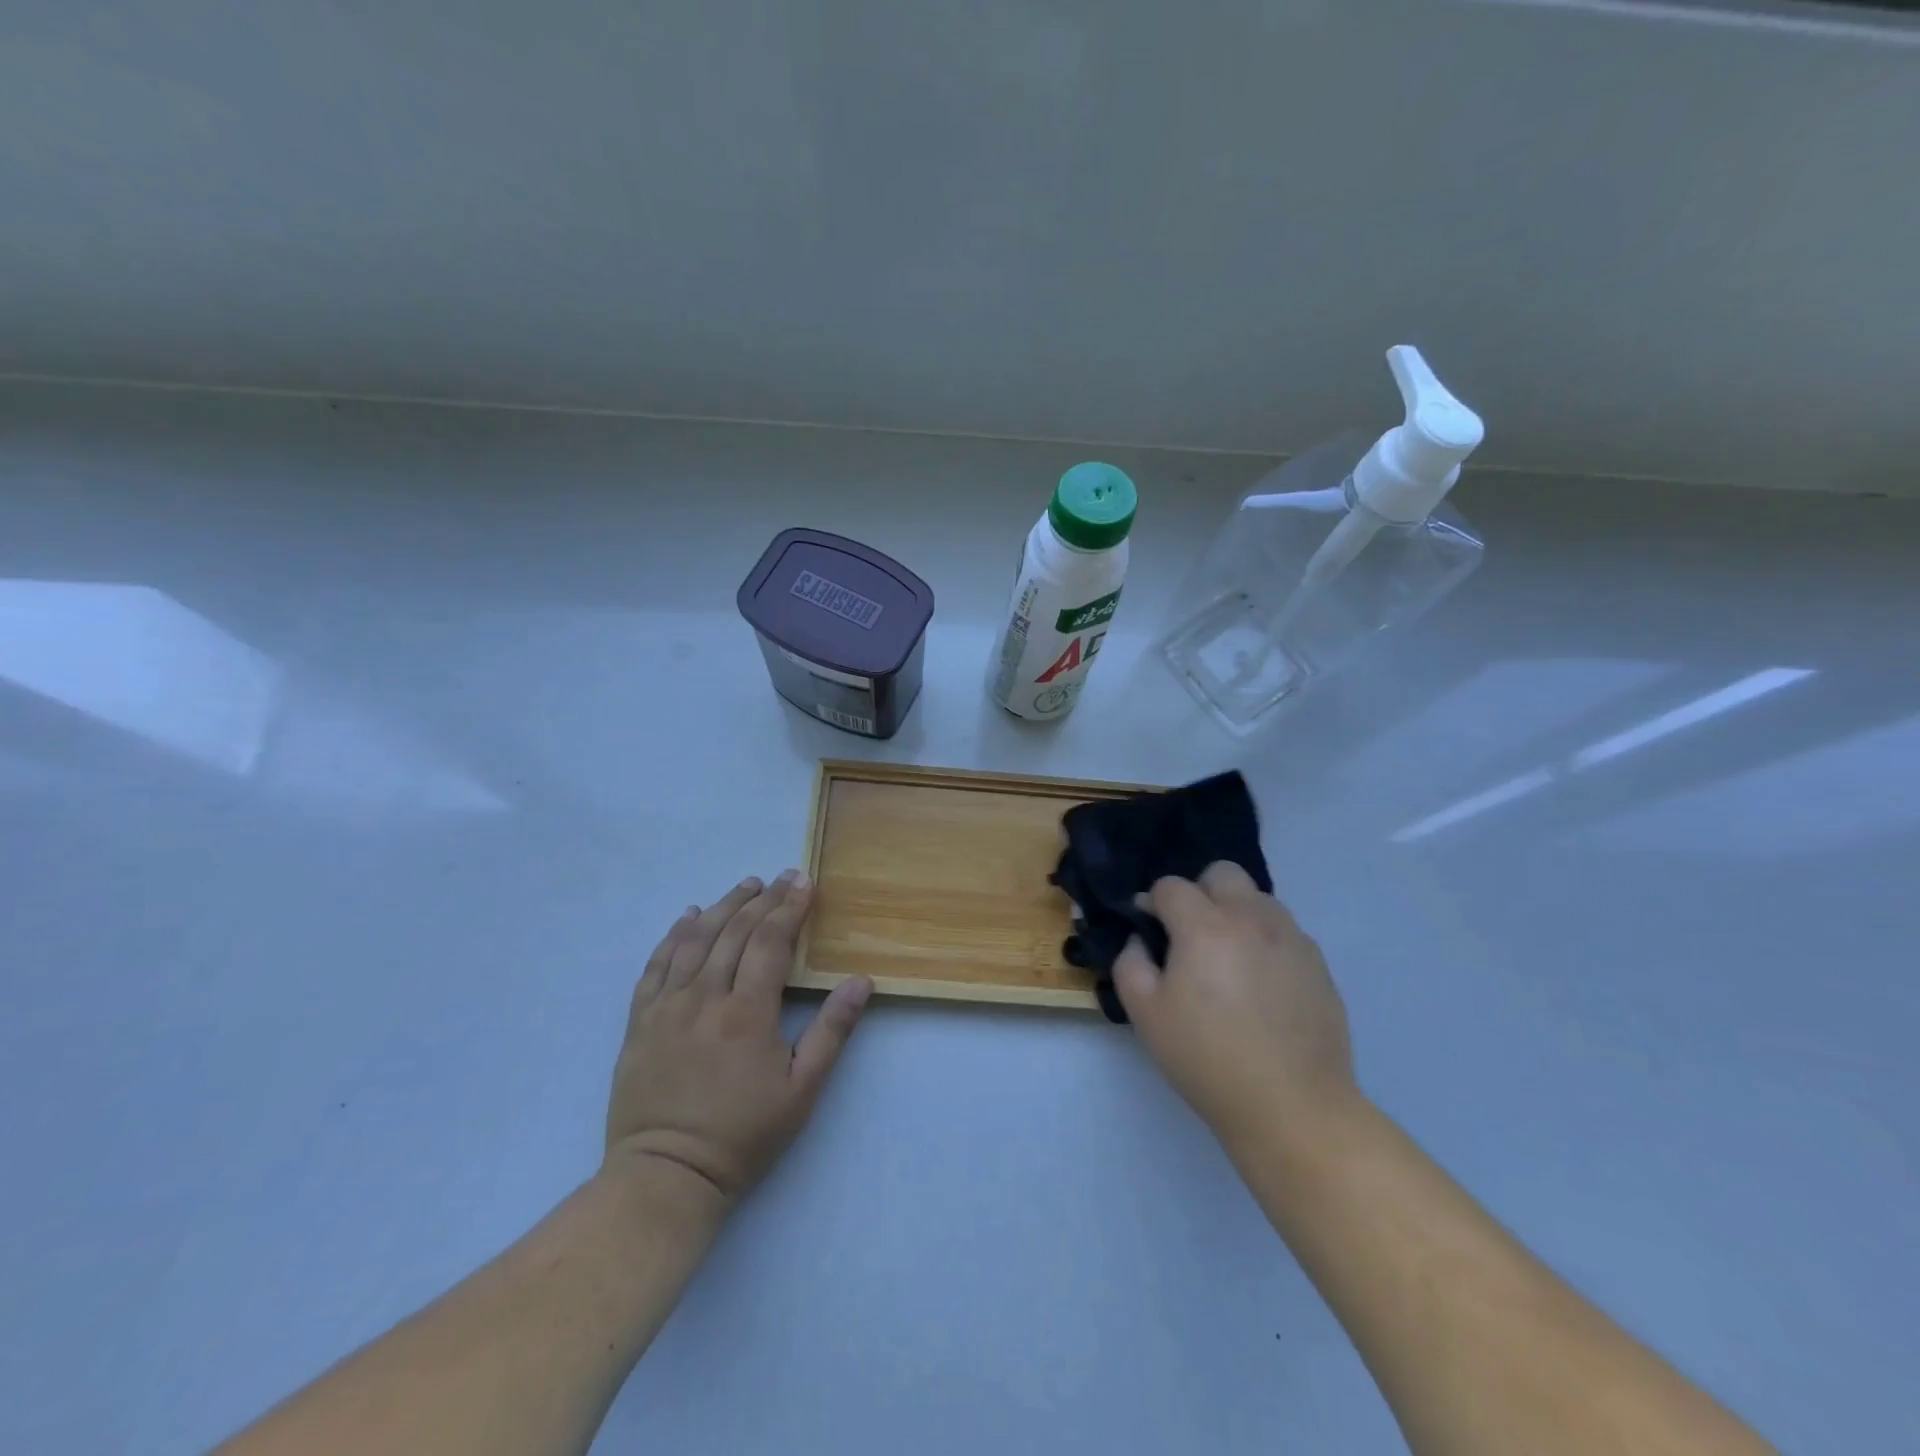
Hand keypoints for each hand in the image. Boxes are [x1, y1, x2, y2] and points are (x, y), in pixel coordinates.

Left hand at [604, 871, 871, 1211]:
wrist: (666, 1176)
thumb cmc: (743, 1135)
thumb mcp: (802, 1090)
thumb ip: (831, 1031)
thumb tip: (860, 981)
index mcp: (747, 1012)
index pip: (770, 942)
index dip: (789, 908)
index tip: (804, 882)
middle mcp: (705, 998)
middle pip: (735, 932)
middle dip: (762, 899)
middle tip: (781, 878)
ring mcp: (667, 1007)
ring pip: (695, 940)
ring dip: (723, 907)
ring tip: (744, 886)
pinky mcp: (640, 1021)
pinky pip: (655, 965)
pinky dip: (673, 935)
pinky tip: (688, 917)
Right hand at [1114, 862, 1355, 1151]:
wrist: (1292, 1107)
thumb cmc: (1207, 1059)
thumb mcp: (1145, 1014)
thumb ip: (1131, 963)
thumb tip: (1143, 939)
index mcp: (1205, 926)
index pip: (1171, 886)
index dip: (1153, 903)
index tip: (1149, 932)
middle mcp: (1251, 918)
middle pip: (1222, 873)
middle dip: (1199, 892)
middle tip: (1191, 935)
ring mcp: (1291, 938)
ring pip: (1258, 898)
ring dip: (1235, 913)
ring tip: (1228, 958)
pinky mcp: (1318, 964)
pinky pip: (1284, 931)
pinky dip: (1265, 941)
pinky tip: (1260, 984)